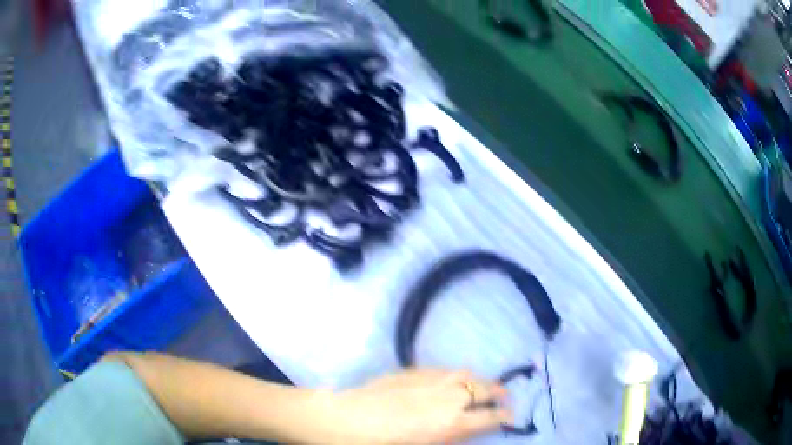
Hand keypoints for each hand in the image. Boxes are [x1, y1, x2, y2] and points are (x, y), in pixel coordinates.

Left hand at [332, 369, 510, 444]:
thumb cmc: (380, 444)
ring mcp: (430, 380)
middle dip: (498, 393)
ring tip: (484, 385)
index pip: (489, 417)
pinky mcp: (412, 372)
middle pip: (483, 390)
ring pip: (465, 374)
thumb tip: (462, 430)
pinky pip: (443, 369)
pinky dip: (456, 374)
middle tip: (504, 398)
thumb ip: (448, 438)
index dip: (503, 416)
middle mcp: (447, 398)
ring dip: (479, 380)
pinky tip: (453, 378)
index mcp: (450, 423)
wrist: (344, 419)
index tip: (510, 416)